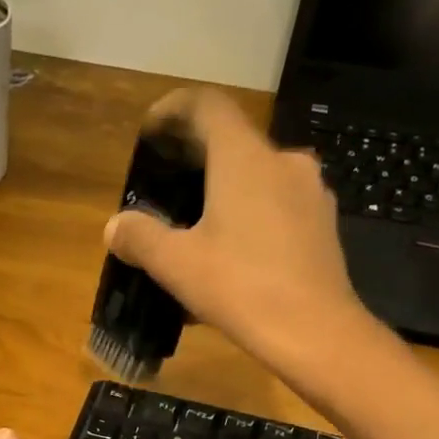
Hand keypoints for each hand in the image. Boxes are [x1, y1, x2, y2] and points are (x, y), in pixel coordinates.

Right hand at [105, 88, 380, 379]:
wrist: (315, 332)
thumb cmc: (240, 287)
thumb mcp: (176, 265)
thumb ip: (140, 237)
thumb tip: (115, 226)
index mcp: (244, 158)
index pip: (207, 105)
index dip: (174, 110)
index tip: (152, 132)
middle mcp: (283, 160)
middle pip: (233, 143)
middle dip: (197, 161)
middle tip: (169, 191)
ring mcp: (310, 192)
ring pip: (258, 178)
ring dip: (227, 193)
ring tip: (200, 231)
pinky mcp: (323, 224)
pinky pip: (279, 207)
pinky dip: (252, 218)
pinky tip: (235, 258)